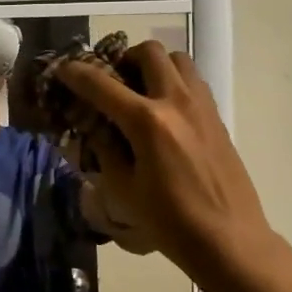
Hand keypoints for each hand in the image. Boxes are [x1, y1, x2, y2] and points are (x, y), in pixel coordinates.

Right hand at [55, 42, 271, 277]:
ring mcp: (202, 106)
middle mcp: (176, 101)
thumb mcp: (123, 189)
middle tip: (112, 82)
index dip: (76, 73)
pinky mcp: (217, 117)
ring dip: (154, 65)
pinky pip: (193, 80)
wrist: (229, 239)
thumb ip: (105, 149)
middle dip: (123, 59)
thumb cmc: (170, 221)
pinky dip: (174, 81)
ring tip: (141, 91)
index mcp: (147, 121)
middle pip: (148, 53)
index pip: (102, 84)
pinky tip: (165, 111)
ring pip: (177, 59)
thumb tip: (93, 126)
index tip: (62, 69)